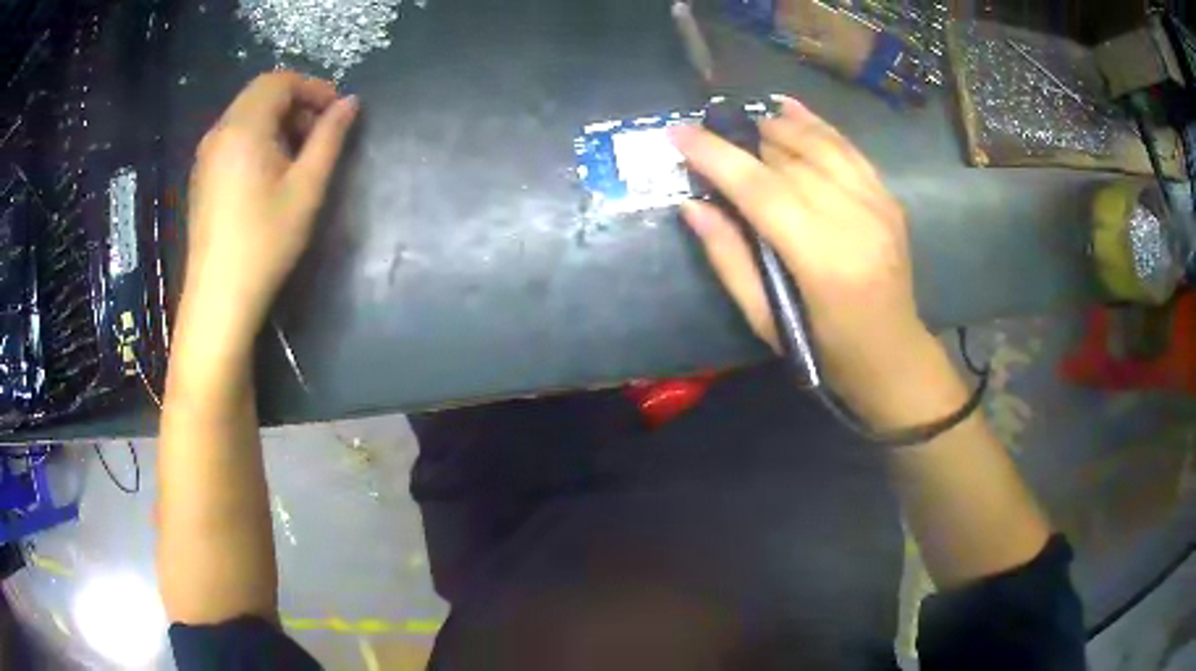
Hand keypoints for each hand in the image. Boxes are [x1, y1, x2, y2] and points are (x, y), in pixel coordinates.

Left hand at [182, 72, 358, 349]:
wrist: (219, 298)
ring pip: (246, 115)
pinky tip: (271, 172)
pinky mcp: (202, 177)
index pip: (280, 81)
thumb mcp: (307, 188)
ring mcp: (206, 156)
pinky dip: (258, 139)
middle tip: (321, 134)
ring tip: (299, 155)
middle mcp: (220, 132)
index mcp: (244, 127)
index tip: (337, 113)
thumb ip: (330, 138)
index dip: (313, 88)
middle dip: (296, 103)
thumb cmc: (265, 242)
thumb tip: (351, 103)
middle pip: (261, 94)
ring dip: (278, 121)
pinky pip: (233, 138)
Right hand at [670, 97, 954, 425]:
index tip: (679, 131)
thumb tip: (693, 205)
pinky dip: (819, 125)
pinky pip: (849, 150)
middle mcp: (854, 221)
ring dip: (780, 125)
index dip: (716, 156)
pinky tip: (791, 108)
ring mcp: (878, 206)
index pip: (761, 190)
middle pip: (790, 161)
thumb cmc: (825, 349)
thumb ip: (729, 258)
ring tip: (749, 121)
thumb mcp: (766, 319)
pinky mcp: (889, 200)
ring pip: (821, 145)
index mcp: (820, 260)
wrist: (892, 355)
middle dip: (744, 140)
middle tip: (711, 133)